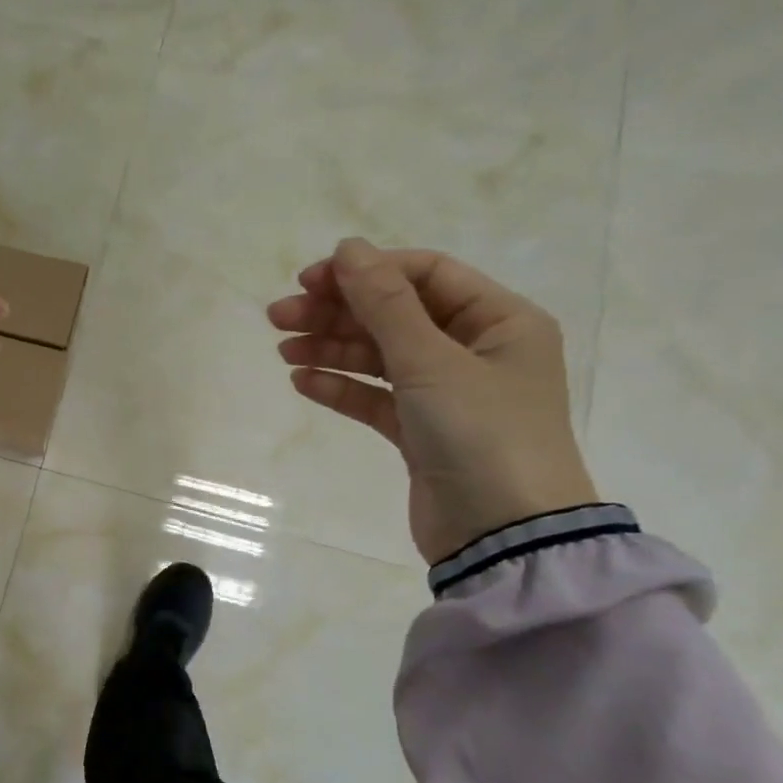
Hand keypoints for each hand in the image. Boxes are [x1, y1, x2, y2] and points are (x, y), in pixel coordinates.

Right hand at [267, 238, 597, 564]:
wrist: (503, 536)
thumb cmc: (481, 435)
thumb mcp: (431, 362)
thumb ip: (385, 304)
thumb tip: (348, 247)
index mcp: (499, 320)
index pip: (424, 275)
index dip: (366, 271)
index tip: (310, 280)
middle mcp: (476, 350)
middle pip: (395, 315)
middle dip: (337, 312)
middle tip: (278, 317)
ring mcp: (448, 393)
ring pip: (380, 356)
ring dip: (332, 349)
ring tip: (284, 351)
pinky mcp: (422, 432)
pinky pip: (376, 397)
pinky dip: (342, 388)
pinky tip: (303, 382)